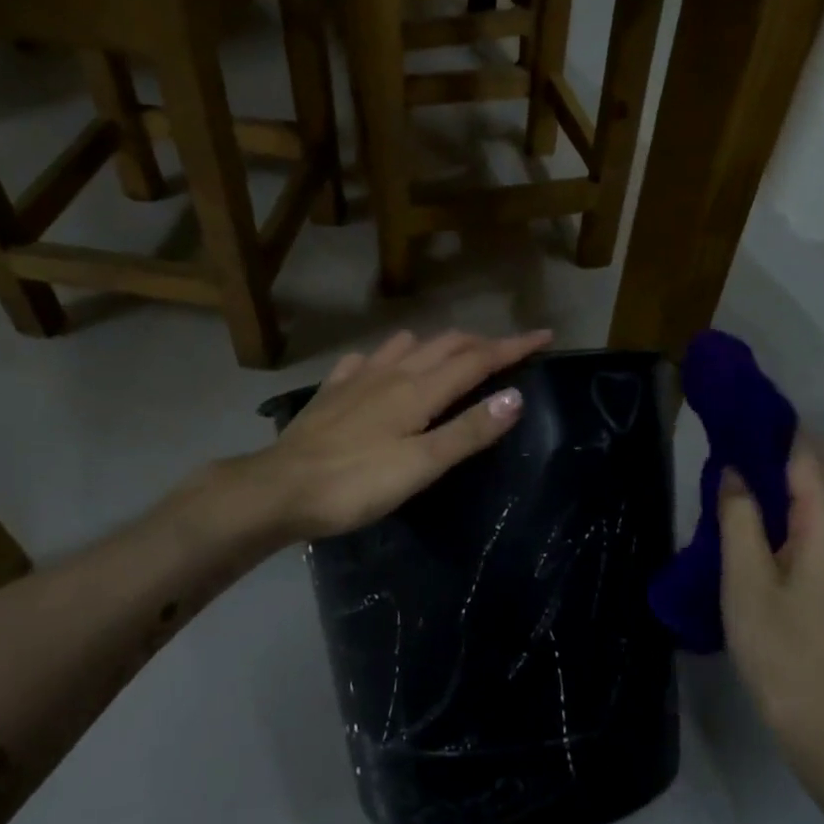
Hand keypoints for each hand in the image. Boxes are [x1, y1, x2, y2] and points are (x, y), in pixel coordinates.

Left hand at [258, 328, 552, 539]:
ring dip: (437, 344)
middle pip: (446, 345)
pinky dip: (388, 356)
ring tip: (453, 355)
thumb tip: (515, 396)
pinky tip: (381, 367)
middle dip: (482, 342)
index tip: (545, 335)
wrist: (278, 488)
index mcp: (419, 390)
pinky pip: (367, 360)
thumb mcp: (421, 465)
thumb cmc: (355, 483)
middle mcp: (392, 372)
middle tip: (508, 351)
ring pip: (407, 346)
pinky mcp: (333, 390)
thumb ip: (468, 431)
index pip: (478, 359)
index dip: (514, 346)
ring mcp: (358, 377)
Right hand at [720, 439, 823, 787]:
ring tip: (751, 466)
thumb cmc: (780, 650)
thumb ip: (740, 517)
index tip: (743, 410)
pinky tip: (773, 511)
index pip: (809, 455)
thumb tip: (734, 472)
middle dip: (794, 442)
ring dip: (802, 469)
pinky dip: (808, 498)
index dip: (779, 428)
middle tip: (743, 435)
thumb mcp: (745, 580)